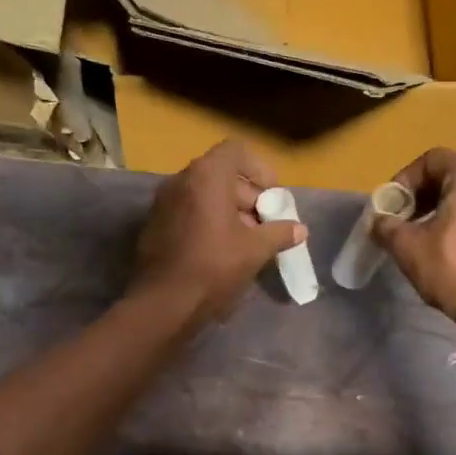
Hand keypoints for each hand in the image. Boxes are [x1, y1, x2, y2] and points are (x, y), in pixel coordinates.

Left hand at [131, 139, 304, 323]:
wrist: (163, 303)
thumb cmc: (214, 267)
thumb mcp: (255, 250)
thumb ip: (279, 234)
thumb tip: (300, 229)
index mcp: (206, 176)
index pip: (236, 151)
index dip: (259, 169)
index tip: (272, 196)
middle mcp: (181, 180)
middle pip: (221, 173)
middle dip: (248, 196)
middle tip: (265, 223)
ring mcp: (164, 202)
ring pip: (204, 194)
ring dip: (230, 210)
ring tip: (248, 240)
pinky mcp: (155, 224)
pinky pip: (188, 211)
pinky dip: (208, 221)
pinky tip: (222, 251)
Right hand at [377, 148, 455, 338]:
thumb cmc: (454, 270)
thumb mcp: (408, 247)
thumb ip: (387, 226)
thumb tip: (379, 221)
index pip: (433, 159)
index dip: (405, 178)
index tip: (392, 205)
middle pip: (454, 174)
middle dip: (424, 194)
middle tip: (405, 219)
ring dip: (445, 208)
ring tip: (426, 234)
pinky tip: (452, 245)